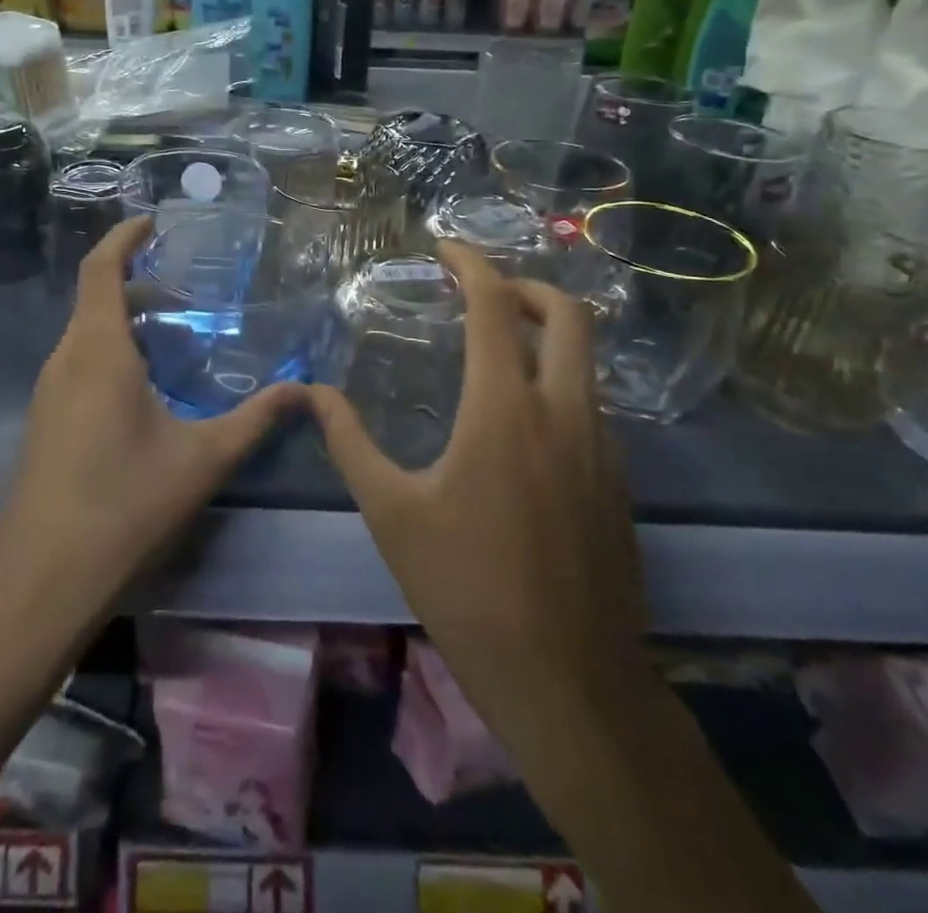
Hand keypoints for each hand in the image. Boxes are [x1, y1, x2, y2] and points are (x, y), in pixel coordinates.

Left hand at [0, 215, 305, 633]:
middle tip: (185, 287)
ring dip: (124, 321)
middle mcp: (65, 361)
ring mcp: (47, 395)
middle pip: (94, 300)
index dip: (123, 237)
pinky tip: (145, 390)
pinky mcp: (43, 425)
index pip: (100, 269)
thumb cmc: (125, 505)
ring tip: (174, 334)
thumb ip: (256, 419)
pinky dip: (111, 354)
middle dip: (136, 282)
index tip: (152, 221)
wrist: (41, 583)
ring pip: (86, 336)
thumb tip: (304, 390)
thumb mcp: (203, 459)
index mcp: (97, 351)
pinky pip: (78, 366)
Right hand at [310, 242, 652, 730]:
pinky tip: (521, 419)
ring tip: (496, 346)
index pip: (494, 306)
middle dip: (525, 285)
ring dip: (546, 333)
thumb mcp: (392, 512)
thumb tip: (310, 393)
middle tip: (482, 290)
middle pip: (568, 313)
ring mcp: (602, 446)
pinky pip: (591, 402)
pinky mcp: (618, 481)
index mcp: (504, 409)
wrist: (569, 682)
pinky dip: (558, 380)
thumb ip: (349, 441)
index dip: (471, 263)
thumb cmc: (467, 589)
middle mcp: (564, 412)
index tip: (445, 247)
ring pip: (586, 359)